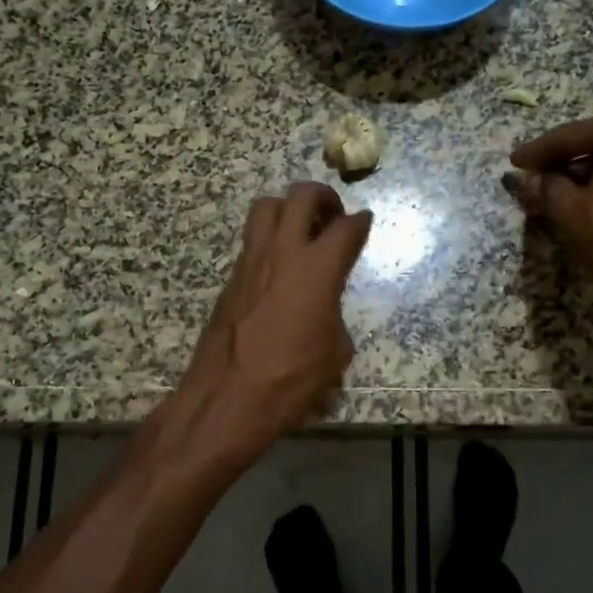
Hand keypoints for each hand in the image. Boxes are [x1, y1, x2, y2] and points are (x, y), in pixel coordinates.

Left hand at [172, 183, 372, 457]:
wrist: (228, 397)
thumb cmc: (291, 379)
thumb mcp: (335, 354)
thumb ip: (335, 316)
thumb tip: (325, 310)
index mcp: (318, 269)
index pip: (346, 228)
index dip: (361, 222)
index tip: (365, 221)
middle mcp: (283, 252)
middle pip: (301, 195)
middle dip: (322, 196)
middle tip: (332, 214)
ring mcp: (251, 261)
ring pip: (266, 207)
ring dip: (287, 208)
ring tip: (301, 230)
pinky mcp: (230, 277)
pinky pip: (252, 240)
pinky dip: (269, 240)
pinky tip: (278, 267)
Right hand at [508, 113, 592, 325]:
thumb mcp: (570, 211)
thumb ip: (545, 187)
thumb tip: (526, 178)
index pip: (572, 135)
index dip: (538, 150)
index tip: (514, 161)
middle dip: (562, 158)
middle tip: (532, 172)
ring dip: (582, 172)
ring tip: (553, 189)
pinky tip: (586, 200)